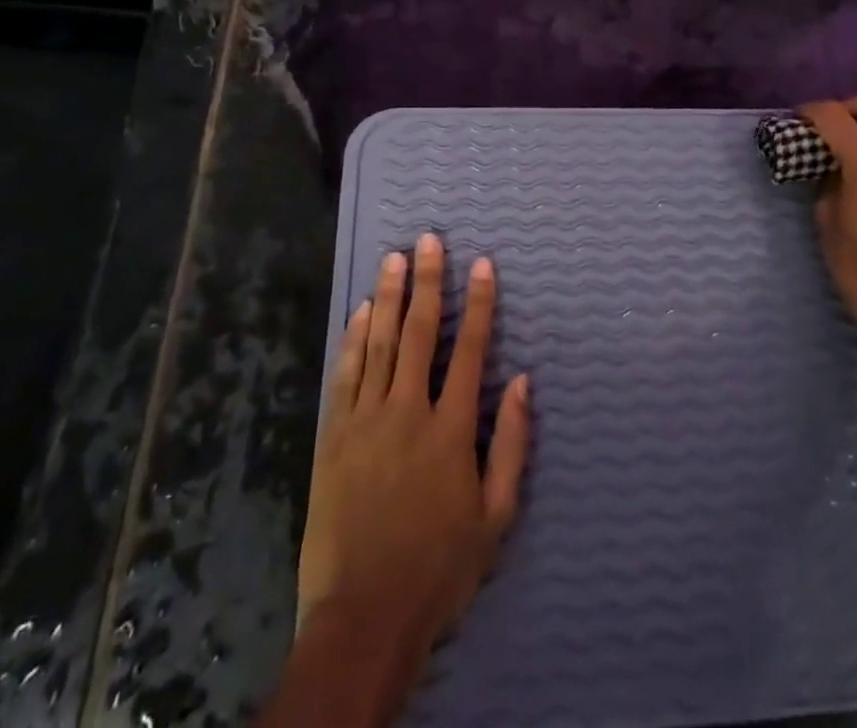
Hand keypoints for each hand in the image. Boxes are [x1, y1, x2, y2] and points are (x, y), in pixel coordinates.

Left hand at [297, 232, 530, 657]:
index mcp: (450, 430)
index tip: (482, 265)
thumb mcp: (495, 516)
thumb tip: (521, 380)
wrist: (363, 616)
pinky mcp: (335, 436)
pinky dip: (355, 338)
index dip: (478, 304)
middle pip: (419, 333)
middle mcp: (408, 412)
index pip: (469, 351)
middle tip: (429, 240)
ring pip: (379, 344)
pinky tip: (362, 311)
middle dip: (428, 282)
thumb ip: (511, 444)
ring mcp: (366, 421)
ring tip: (395, 258)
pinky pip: (346, 374)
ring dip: (389, 297)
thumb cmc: (438, 567)